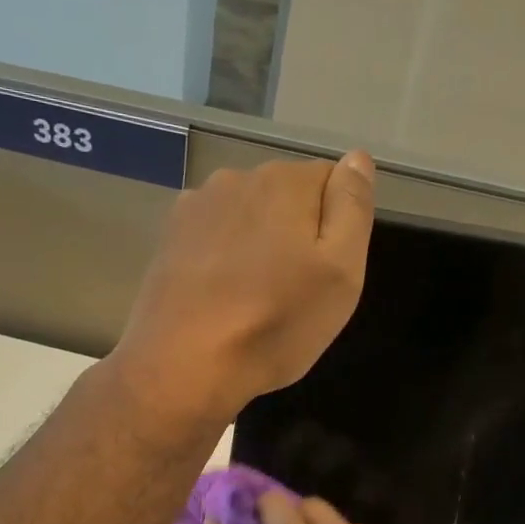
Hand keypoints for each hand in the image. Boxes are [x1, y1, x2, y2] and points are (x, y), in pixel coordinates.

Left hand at [110, 152, 375, 431]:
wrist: (182, 365)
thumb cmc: (274, 323)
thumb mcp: (340, 273)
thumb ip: (352, 208)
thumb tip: (356, 158)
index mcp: (286, 180)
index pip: (331, 183)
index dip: (336, 230)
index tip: (324, 274)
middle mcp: (237, 178)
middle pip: (285, 198)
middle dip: (294, 234)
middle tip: (291, 293)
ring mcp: (195, 208)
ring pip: (245, 218)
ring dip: (255, 246)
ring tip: (250, 300)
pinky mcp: (168, 240)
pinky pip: (212, 239)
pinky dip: (220, 259)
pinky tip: (218, 299)